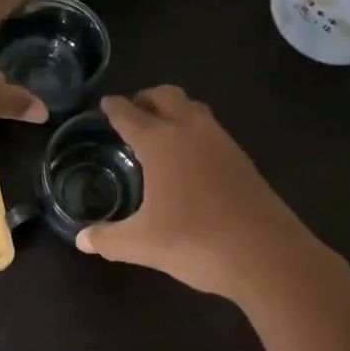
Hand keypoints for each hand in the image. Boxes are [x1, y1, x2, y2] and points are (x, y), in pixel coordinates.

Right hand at [75, 86, 337, 300]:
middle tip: (132, 113)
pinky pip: (212, 130)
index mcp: (161, 142)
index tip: (104, 104)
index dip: (114, 107)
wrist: (267, 254)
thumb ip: (108, 239)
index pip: (129, 114)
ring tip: (160, 131)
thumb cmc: (195, 241)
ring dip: (174, 110)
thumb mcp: (142, 244)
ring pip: (194, 108)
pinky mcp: (243, 160)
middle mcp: (191, 131)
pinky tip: (191, 159)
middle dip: (146, 98)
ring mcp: (222, 142)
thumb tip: (82, 239)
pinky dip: (194, 130)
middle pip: (166, 96)